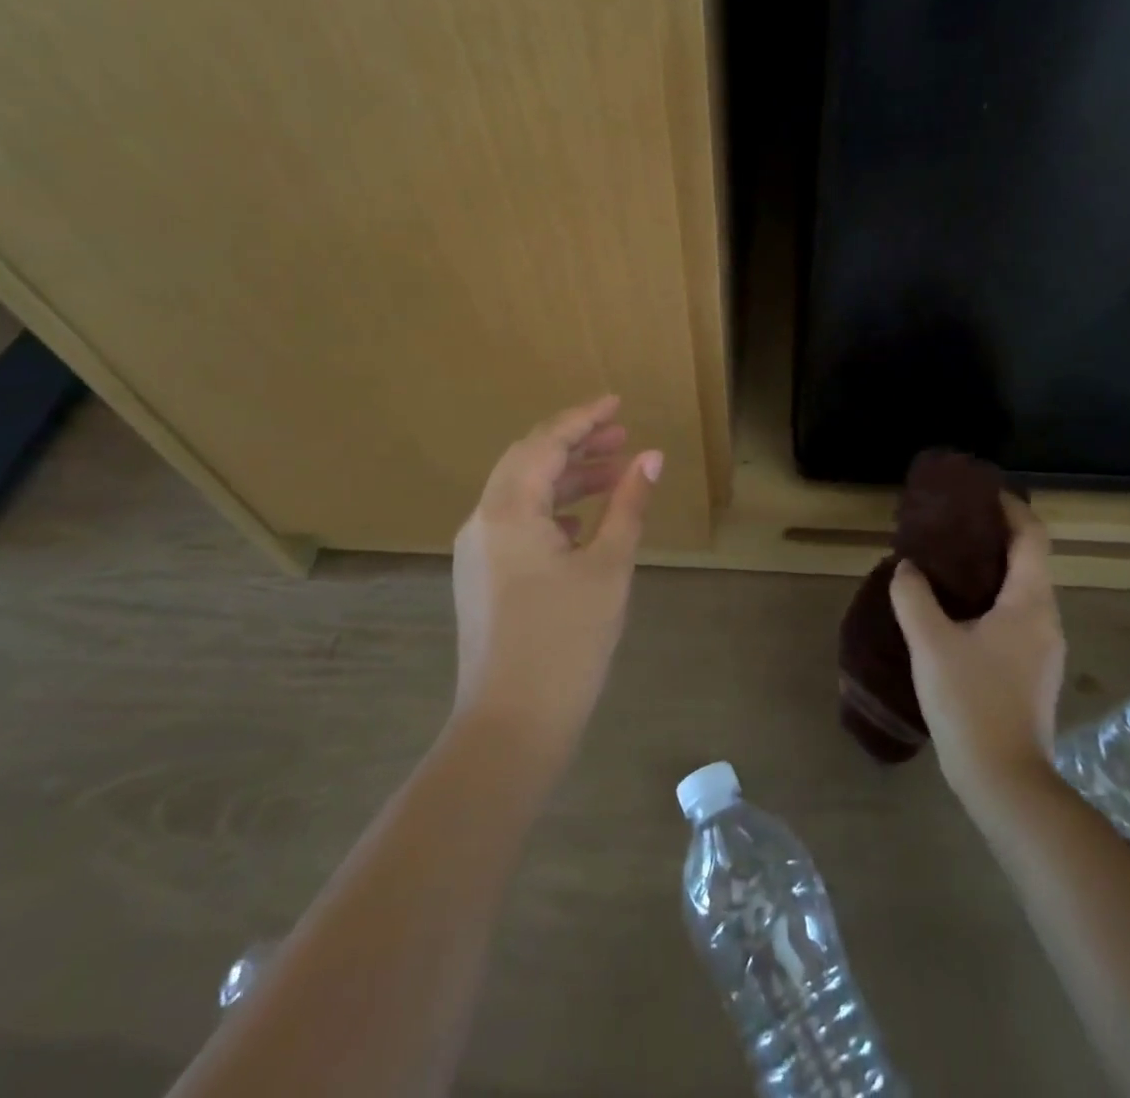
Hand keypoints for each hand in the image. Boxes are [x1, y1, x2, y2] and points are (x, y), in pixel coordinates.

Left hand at [451, 396, 660, 763]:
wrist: (511, 726)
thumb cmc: (566, 642)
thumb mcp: (608, 567)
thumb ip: (628, 505)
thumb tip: (651, 458)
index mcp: (508, 510)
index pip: (545, 443)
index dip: (583, 418)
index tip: (617, 403)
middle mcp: (483, 521)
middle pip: (528, 461)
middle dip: (575, 444)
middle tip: (622, 436)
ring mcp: (478, 552)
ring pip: (522, 493)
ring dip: (566, 477)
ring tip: (613, 473)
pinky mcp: (482, 579)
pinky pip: (517, 523)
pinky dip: (552, 509)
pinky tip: (583, 520)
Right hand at [890, 495, 1065, 793]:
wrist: (1004, 780)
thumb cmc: (971, 702)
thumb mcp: (931, 643)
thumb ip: (914, 597)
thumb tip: (907, 569)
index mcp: (1030, 602)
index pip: (1032, 536)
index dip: (1010, 508)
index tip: (979, 493)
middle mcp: (1046, 619)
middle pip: (1027, 561)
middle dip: (992, 538)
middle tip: (948, 528)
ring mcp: (1043, 649)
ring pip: (1020, 592)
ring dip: (988, 571)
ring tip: (944, 567)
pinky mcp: (1032, 672)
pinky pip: (1014, 618)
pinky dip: (988, 601)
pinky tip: (953, 614)